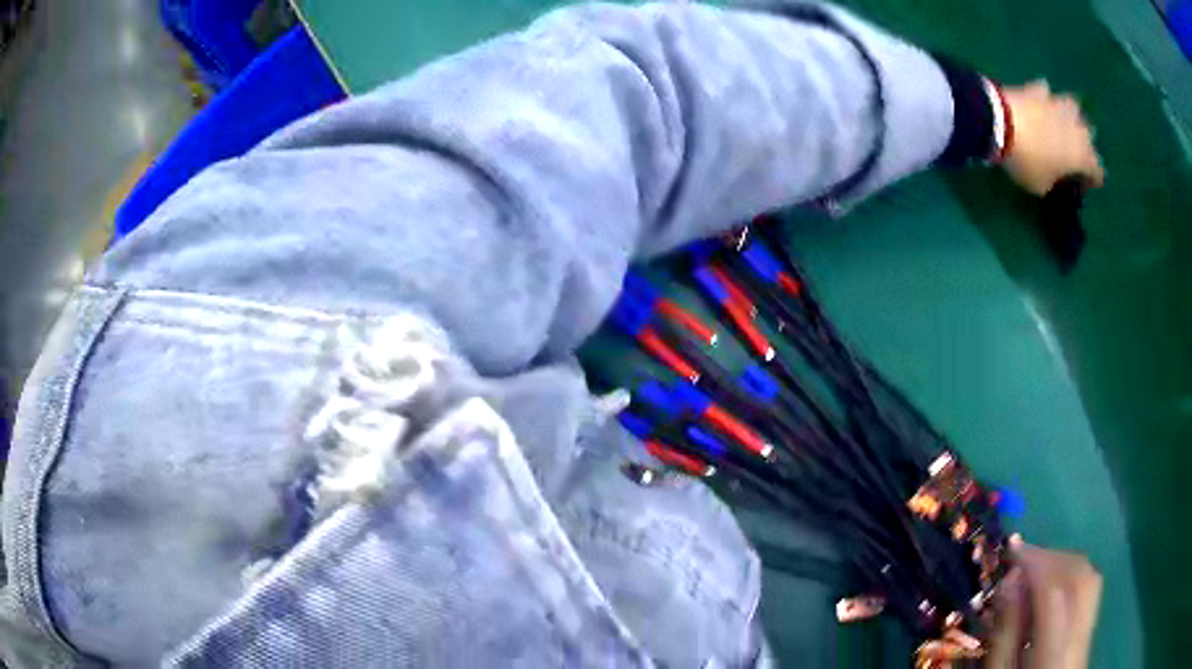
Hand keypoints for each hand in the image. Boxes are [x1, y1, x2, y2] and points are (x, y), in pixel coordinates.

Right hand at [984, 538, 1102, 668]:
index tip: (1011, 549)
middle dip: (1052, 557)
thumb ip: (1005, 633)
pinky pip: (1090, 590)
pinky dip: (1074, 575)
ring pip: (1089, 577)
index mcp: (1053, 652)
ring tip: (1037, 566)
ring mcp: (1089, 631)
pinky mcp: (1091, 630)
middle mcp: (1080, 635)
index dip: (1035, 562)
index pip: (1054, 591)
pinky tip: (1055, 583)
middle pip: (1079, 575)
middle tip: (1023, 555)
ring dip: (1064, 562)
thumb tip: (1011, 578)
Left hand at [1001, 81, 1104, 195]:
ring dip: (1071, 114)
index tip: (1087, 182)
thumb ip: (1053, 181)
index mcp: (1082, 155)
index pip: (1097, 168)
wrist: (1002, 122)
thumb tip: (1052, 176)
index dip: (1094, 177)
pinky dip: (1045, 96)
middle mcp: (1075, 127)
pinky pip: (1046, 91)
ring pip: (1074, 107)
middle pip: (1088, 135)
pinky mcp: (1037, 89)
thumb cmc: (1028, 162)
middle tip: (1076, 152)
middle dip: (1085, 144)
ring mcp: (1057, 104)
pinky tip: (1041, 100)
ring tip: (1065, 121)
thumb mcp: (1041, 186)